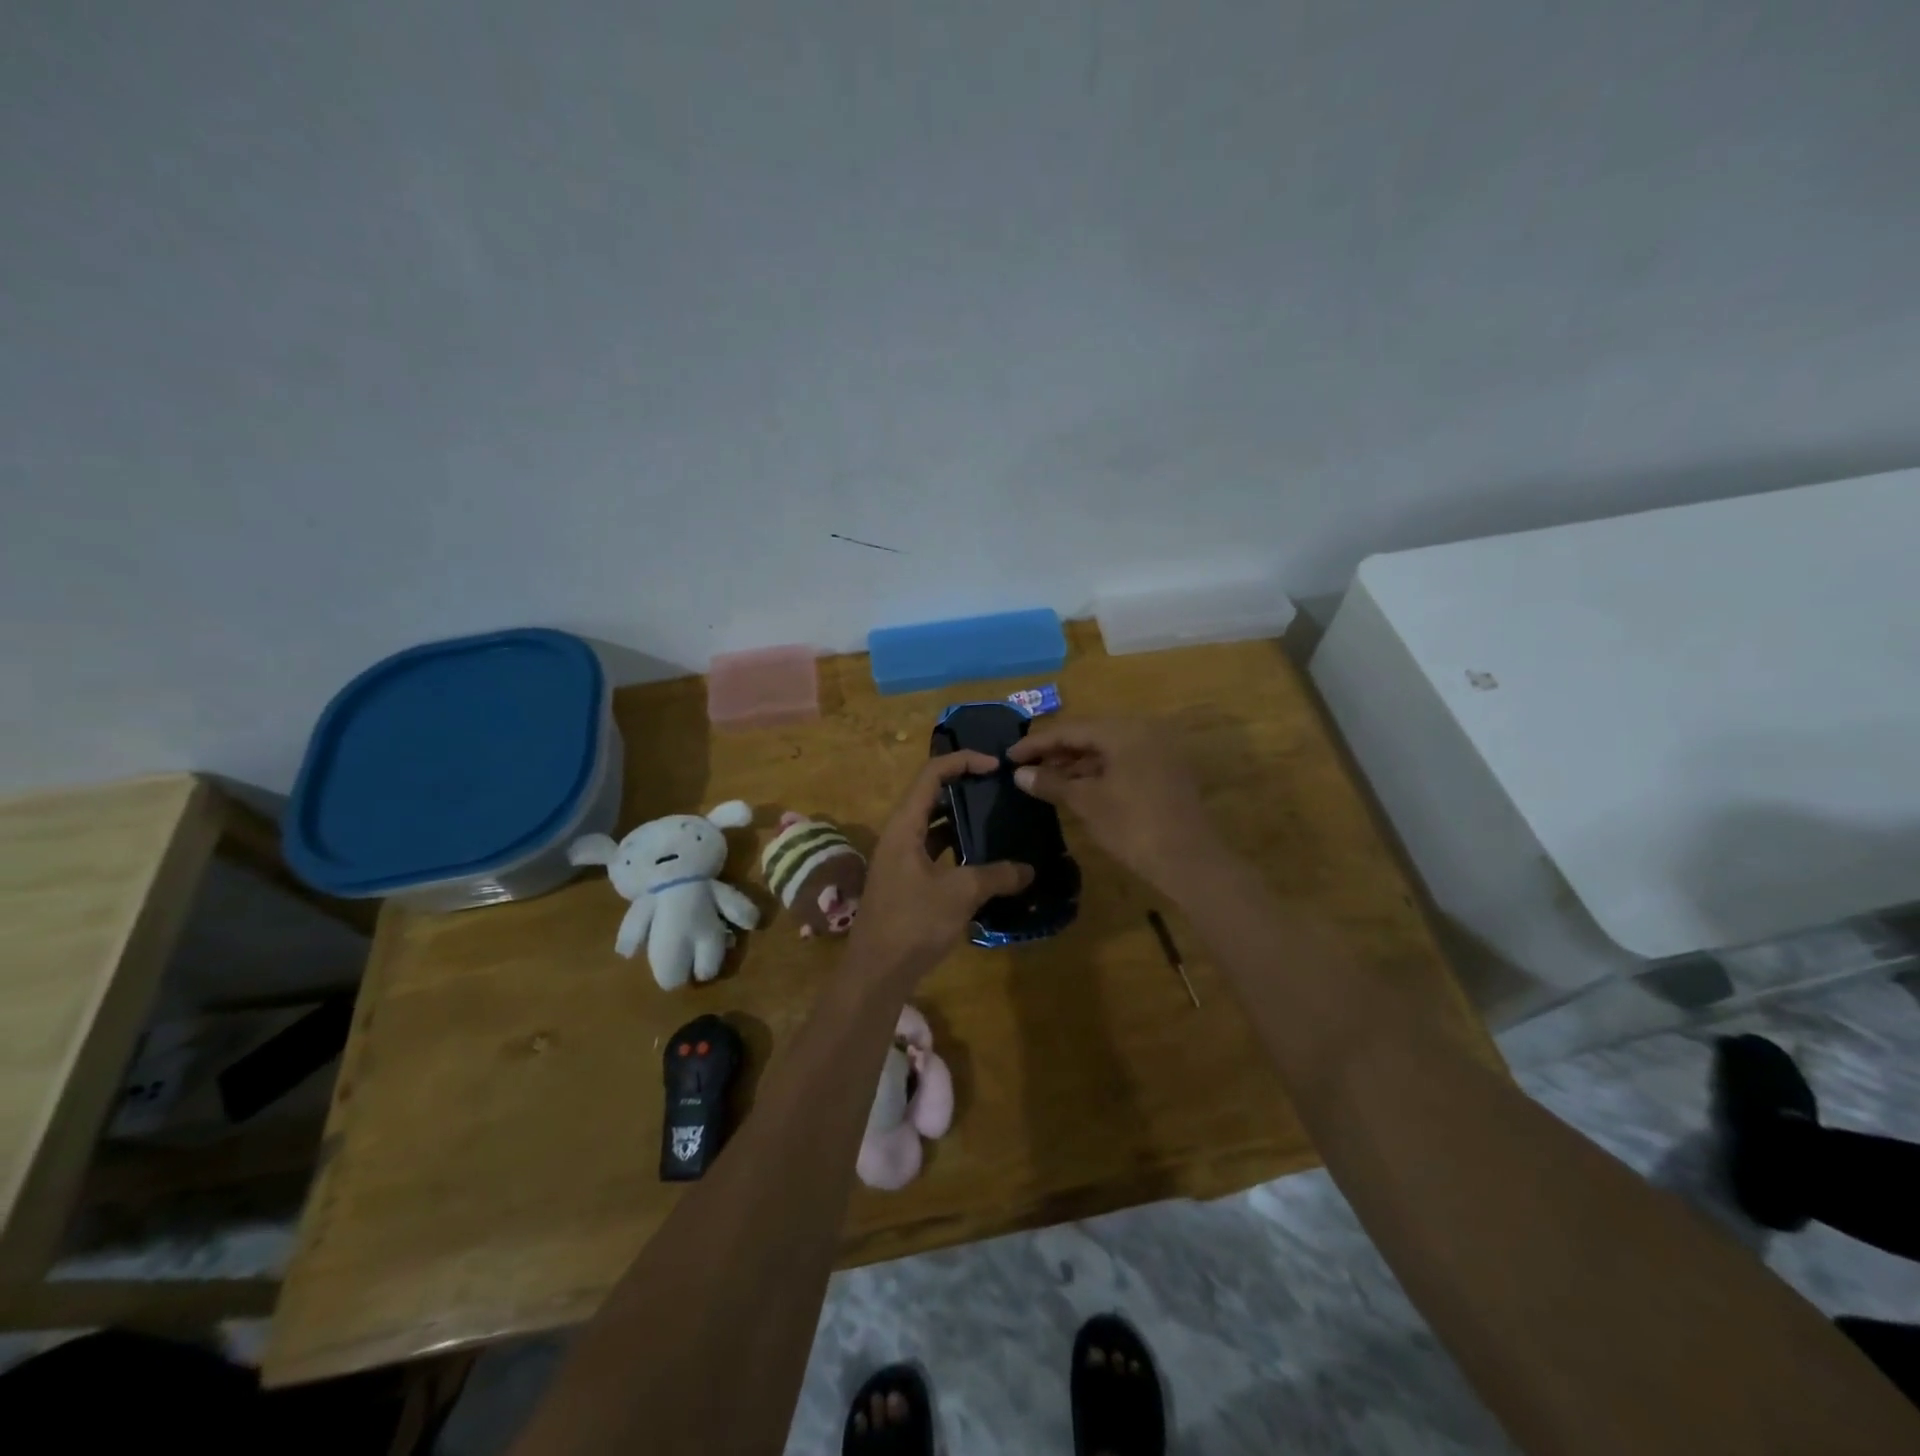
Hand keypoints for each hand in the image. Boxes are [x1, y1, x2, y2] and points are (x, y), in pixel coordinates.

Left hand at [848, 752, 1034, 981]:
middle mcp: (898, 835)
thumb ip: (996, 876)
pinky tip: (984, 858)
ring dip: (962, 819)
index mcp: (904, 826)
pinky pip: (935, 851)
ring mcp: (900, 859)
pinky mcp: (906, 881)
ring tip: (997, 818)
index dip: (963, 761)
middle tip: (1000, 789)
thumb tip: (1029, 869)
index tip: (996, 766)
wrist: (875, 973)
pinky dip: (957, 847)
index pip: (931, 774)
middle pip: (931, 795)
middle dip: (965, 787)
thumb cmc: (912, 923)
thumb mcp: (959, 894)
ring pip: (933, 825)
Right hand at [1007, 719, 1221, 896]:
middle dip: (1057, 752)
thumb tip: (1020, 774)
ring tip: (1046, 779)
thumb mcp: (1087, 802)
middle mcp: (1144, 731)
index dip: (1037, 743)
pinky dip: (1099, 771)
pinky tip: (1077, 787)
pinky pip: (1124, 761)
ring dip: (1077, 762)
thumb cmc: (1133, 826)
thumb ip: (1051, 783)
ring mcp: (1159, 750)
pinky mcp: (1166, 770)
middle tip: (1026, 767)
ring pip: (1108, 748)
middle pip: (1090, 734)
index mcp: (1124, 730)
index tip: (1009, 756)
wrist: (1189, 861)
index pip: (1071, 729)